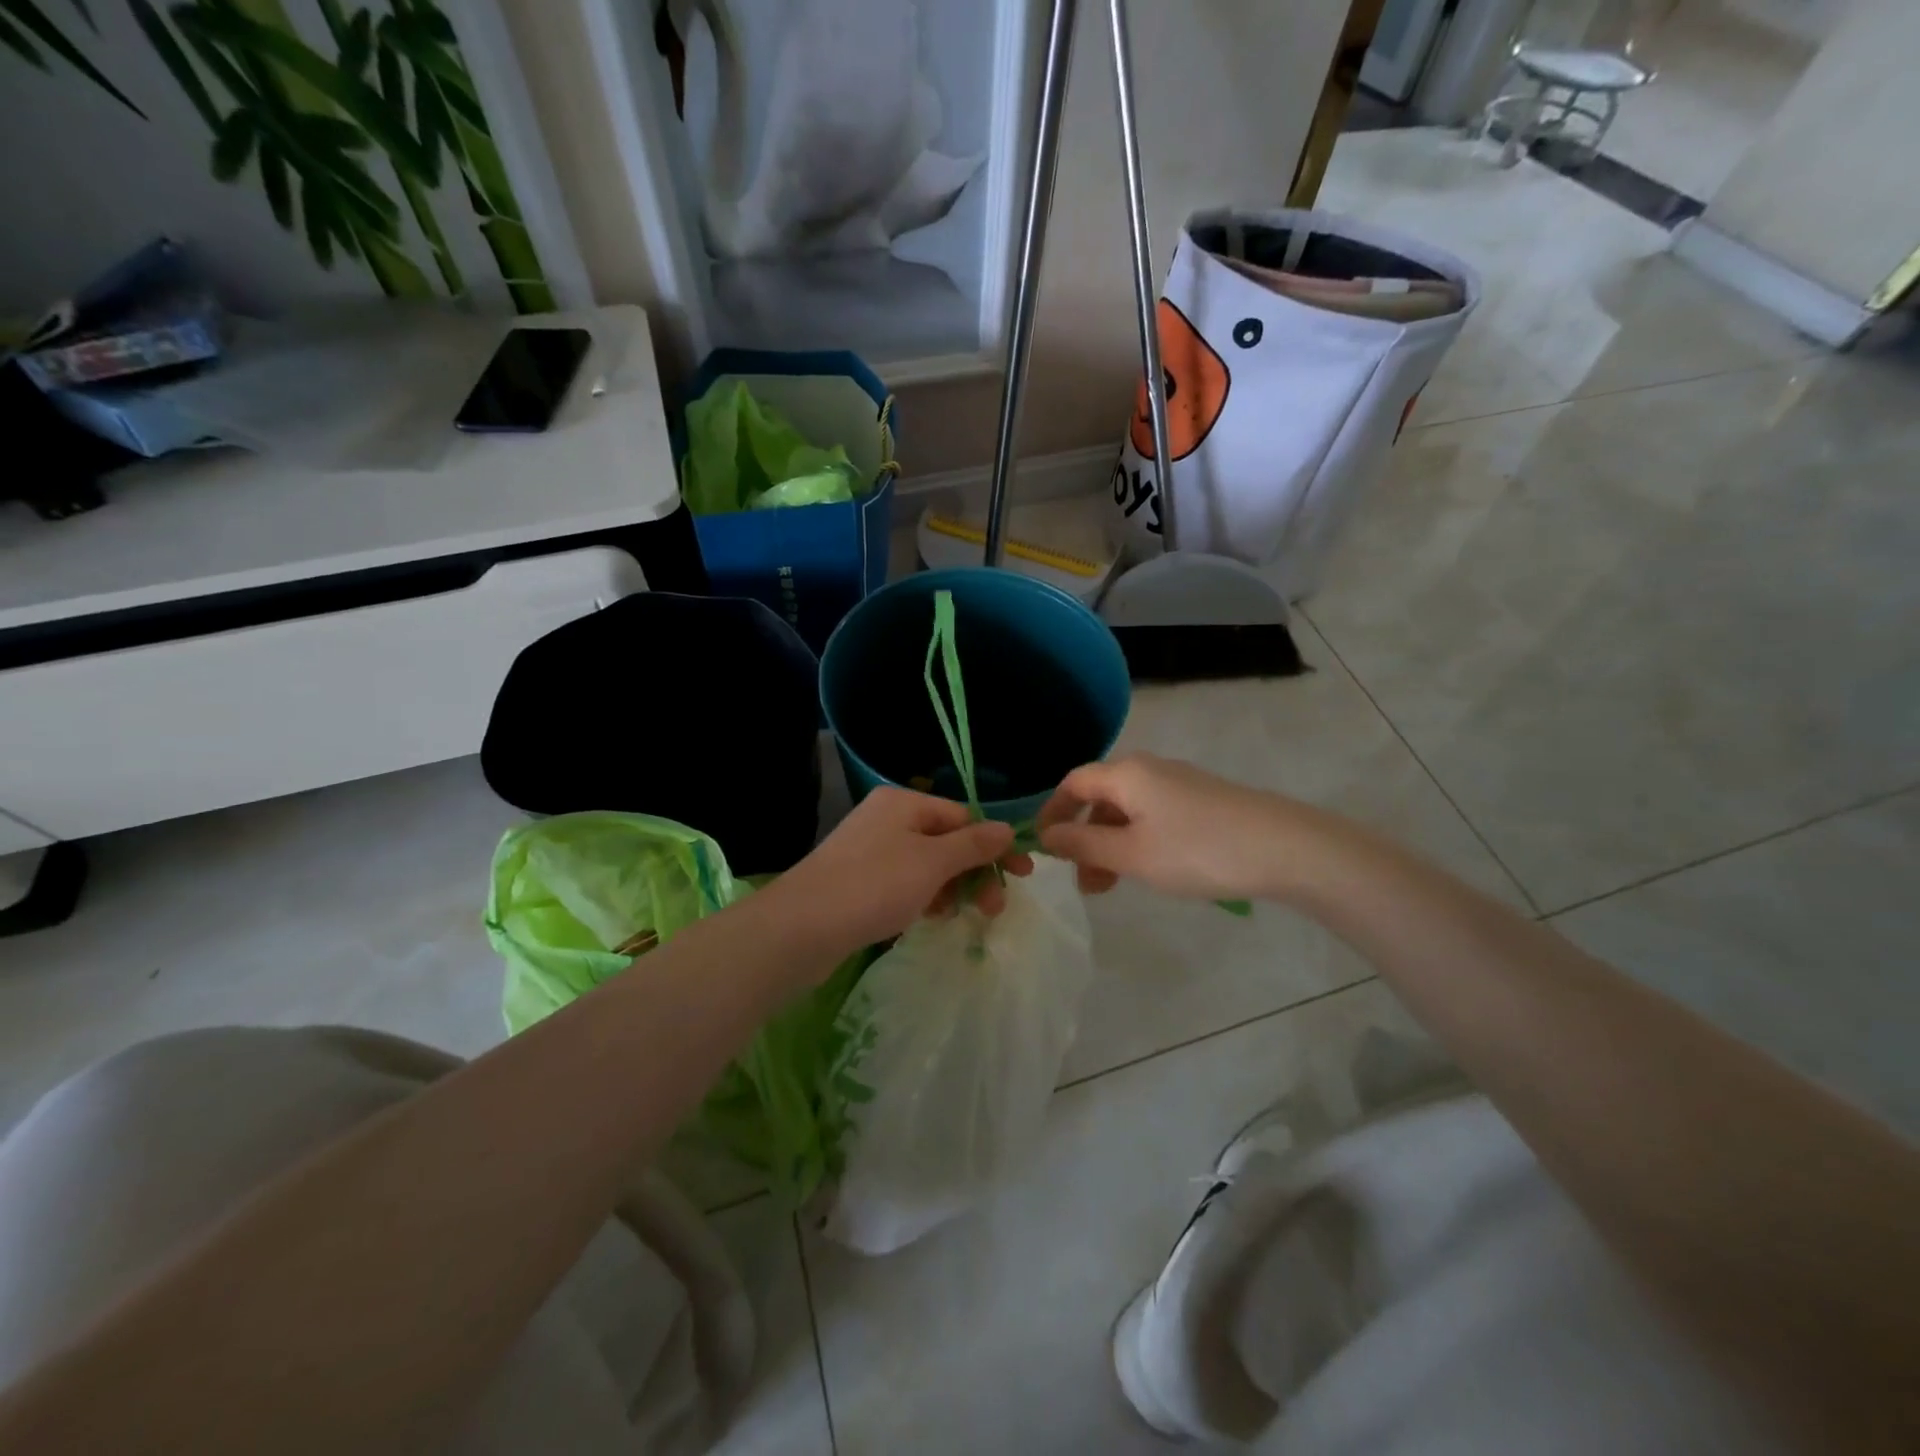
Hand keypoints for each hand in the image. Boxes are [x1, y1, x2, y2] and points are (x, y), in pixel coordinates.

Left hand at [771, 788, 1031, 958]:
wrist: (801, 928)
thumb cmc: (874, 885)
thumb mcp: (933, 863)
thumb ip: (973, 845)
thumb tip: (1007, 829)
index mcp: (904, 802)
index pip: (963, 816)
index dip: (993, 845)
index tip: (1021, 875)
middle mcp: (886, 819)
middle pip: (946, 841)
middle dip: (974, 872)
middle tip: (995, 909)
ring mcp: (870, 850)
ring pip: (926, 865)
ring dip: (951, 887)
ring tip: (961, 916)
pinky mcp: (858, 880)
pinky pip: (904, 882)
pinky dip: (924, 896)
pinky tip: (931, 917)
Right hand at [1036, 754, 1308, 901]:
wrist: (1285, 849)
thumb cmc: (1197, 850)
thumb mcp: (1130, 854)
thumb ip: (1083, 844)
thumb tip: (1046, 836)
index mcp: (1126, 774)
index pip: (1073, 783)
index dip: (1052, 812)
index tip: (1041, 847)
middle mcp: (1149, 770)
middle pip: (1100, 799)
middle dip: (1083, 838)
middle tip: (1082, 881)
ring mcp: (1179, 784)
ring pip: (1128, 812)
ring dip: (1110, 845)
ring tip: (1112, 887)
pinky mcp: (1202, 801)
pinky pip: (1153, 817)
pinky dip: (1137, 842)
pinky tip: (1149, 871)